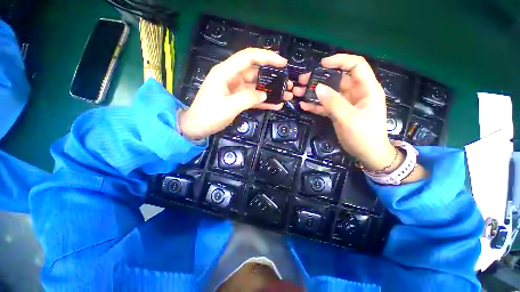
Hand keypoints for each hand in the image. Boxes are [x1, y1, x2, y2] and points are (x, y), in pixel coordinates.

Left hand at [179, 48, 292, 139]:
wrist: (198, 127)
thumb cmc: (209, 115)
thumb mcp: (229, 107)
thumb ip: (248, 98)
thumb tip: (264, 94)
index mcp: (226, 72)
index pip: (249, 57)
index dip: (267, 57)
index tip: (283, 63)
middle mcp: (232, 77)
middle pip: (255, 71)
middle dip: (272, 76)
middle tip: (287, 83)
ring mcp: (235, 89)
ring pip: (256, 86)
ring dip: (270, 90)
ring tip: (286, 95)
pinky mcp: (238, 99)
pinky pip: (253, 97)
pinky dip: (263, 101)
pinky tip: (275, 105)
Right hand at [293, 54, 394, 170]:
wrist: (367, 154)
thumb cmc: (364, 135)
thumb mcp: (349, 117)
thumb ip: (333, 102)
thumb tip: (317, 87)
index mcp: (366, 89)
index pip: (355, 66)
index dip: (340, 61)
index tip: (321, 64)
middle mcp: (355, 93)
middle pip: (337, 79)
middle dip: (320, 78)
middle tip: (303, 80)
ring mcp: (345, 103)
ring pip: (328, 93)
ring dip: (314, 92)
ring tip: (298, 92)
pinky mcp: (338, 113)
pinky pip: (325, 105)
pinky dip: (315, 105)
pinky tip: (304, 106)